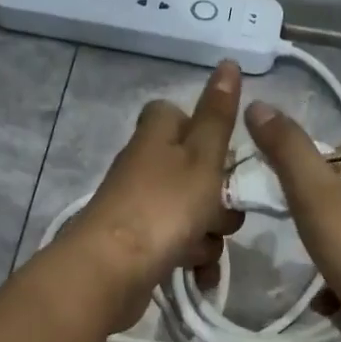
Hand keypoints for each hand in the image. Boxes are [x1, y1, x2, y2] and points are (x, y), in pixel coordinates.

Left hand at [72, 61, 246, 329]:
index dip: (206, 133)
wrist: (112, 270)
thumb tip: (228, 63)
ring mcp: (141, 208)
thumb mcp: (202, 156)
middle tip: (219, 212)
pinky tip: (199, 278)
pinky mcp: (140, 246)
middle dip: (219, 198)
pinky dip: (193, 261)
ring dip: (209, 236)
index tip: (223, 156)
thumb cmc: (164, 206)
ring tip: (202, 250)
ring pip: (193, 214)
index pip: (179, 115)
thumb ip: (218, 115)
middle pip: (196, 172)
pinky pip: (179, 247)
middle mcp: (146, 167)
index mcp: (157, 135)